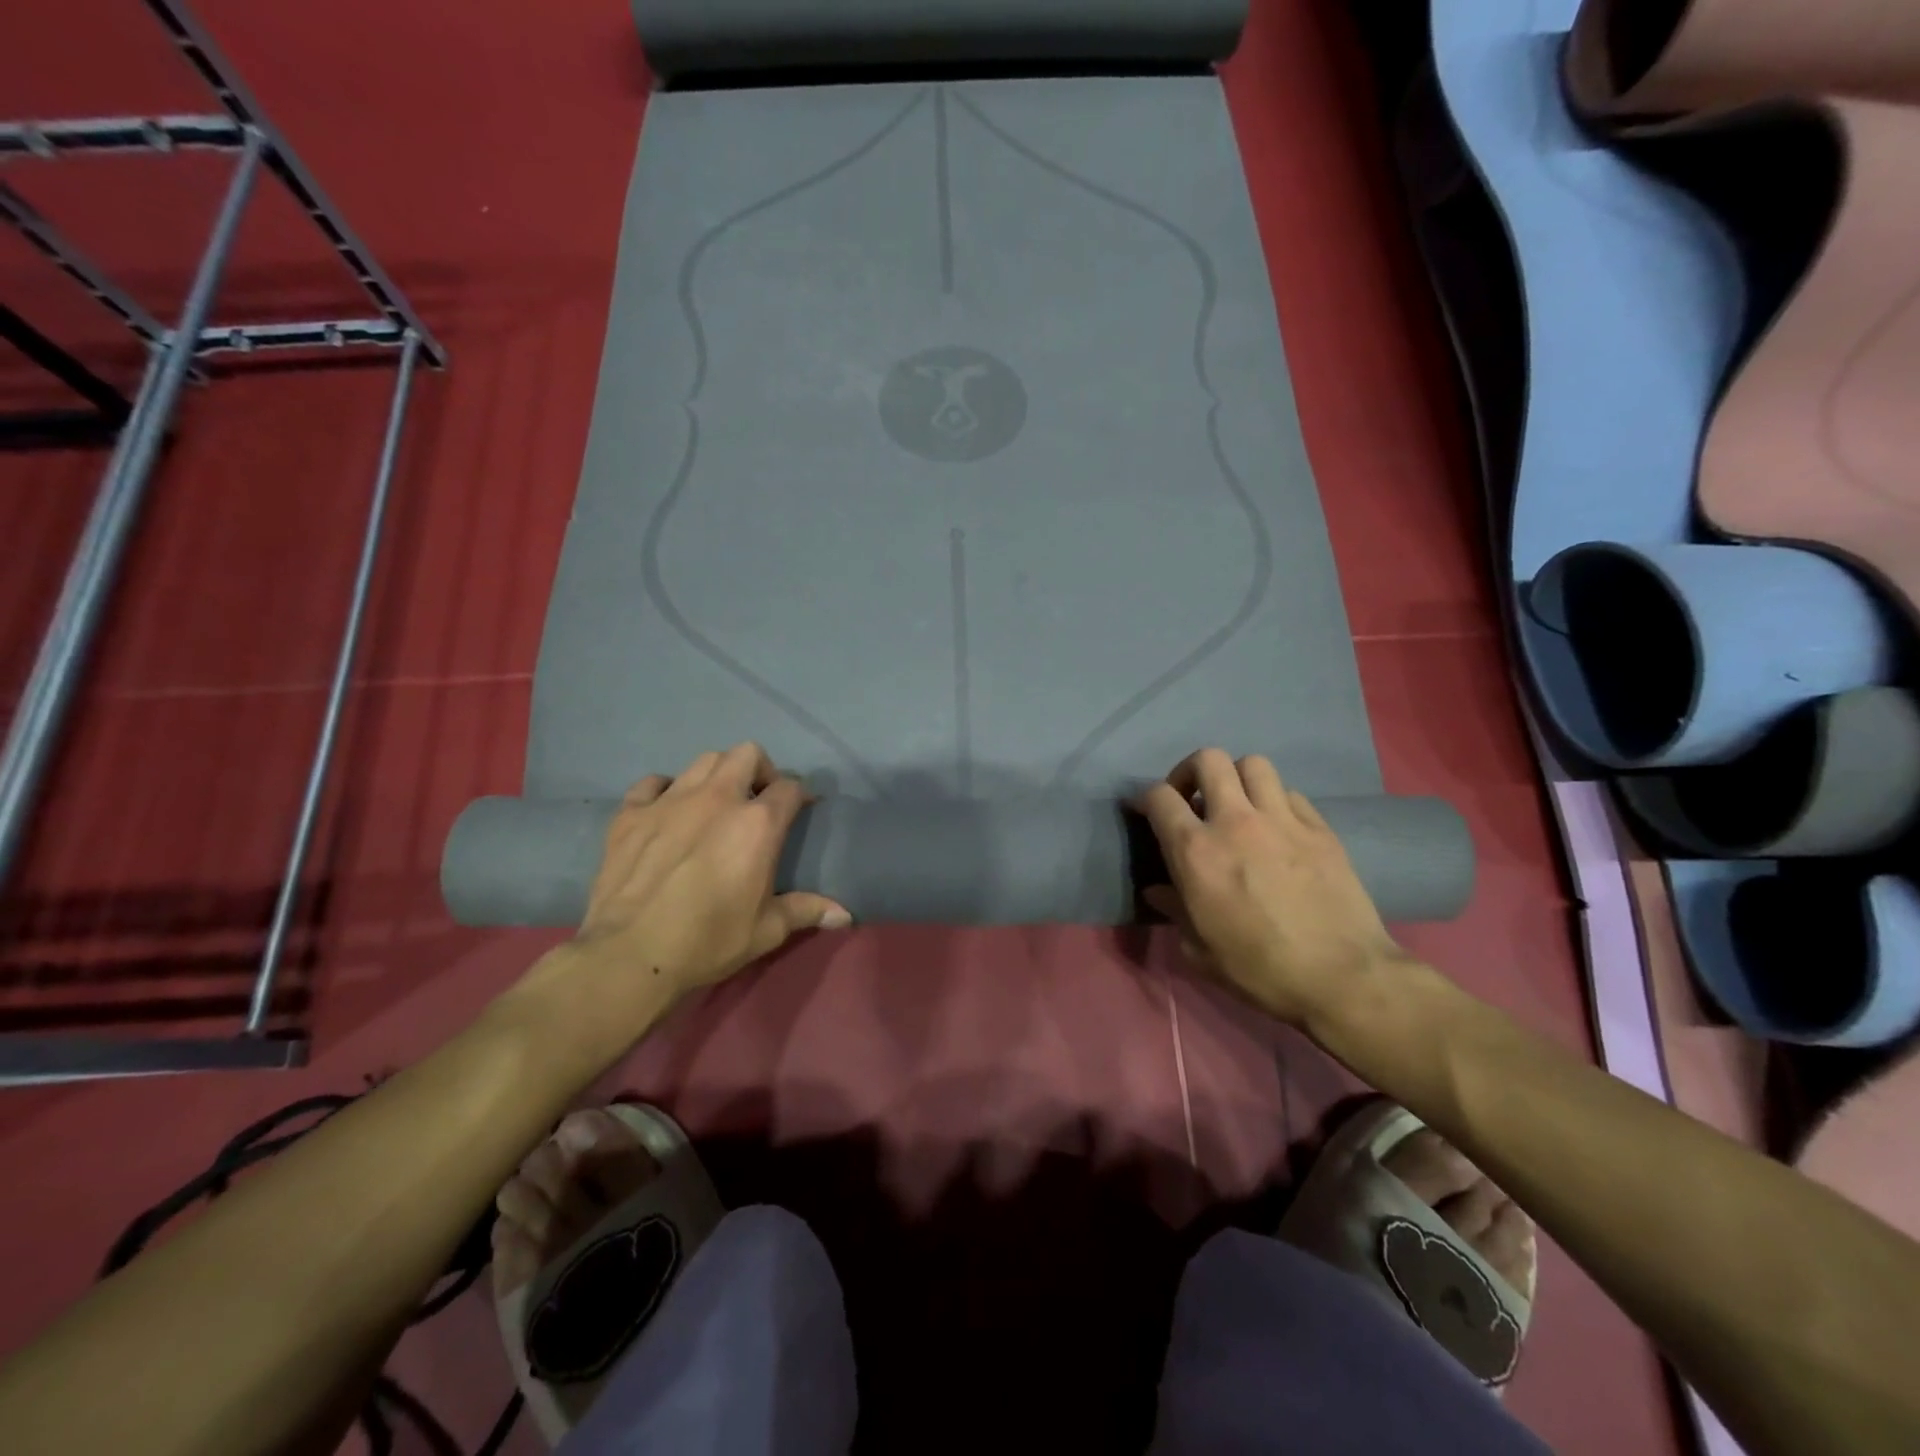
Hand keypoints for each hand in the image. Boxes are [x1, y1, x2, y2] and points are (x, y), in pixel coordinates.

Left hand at [512, 744, 850, 1051]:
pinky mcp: (631, 813)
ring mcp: (670, 800)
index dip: (799, 796)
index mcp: (757, 823)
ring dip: (717, 775)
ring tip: (716, 803)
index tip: (799, 811)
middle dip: (760, 770)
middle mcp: (718, 798)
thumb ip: (807, 910)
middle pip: (747, 754)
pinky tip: (667, 811)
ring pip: (703, 761)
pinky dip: (665, 790)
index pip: (789, 787)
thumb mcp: (767, 930)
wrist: (630, 955)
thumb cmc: (709, 941)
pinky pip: (652, 783)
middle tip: (757, 801)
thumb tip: (845, 915)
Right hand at [1134, 748, 1406, 1026]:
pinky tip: (1277, 828)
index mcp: (1196, 852)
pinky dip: (1275, 801)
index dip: (1146, 798)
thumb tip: (1158, 891)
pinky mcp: (1320, 828)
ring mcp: (1282, 820)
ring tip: (1237, 805)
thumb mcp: (1199, 950)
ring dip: (1237, 778)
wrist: (1342, 978)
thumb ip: (1174, 910)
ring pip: (1253, 764)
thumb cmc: (1259, 970)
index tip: (1146, 811)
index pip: (1159, 796)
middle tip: (1192, 798)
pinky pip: (1290, 793)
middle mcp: (1235, 821)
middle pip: (1208, 759)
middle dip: (1191, 771)